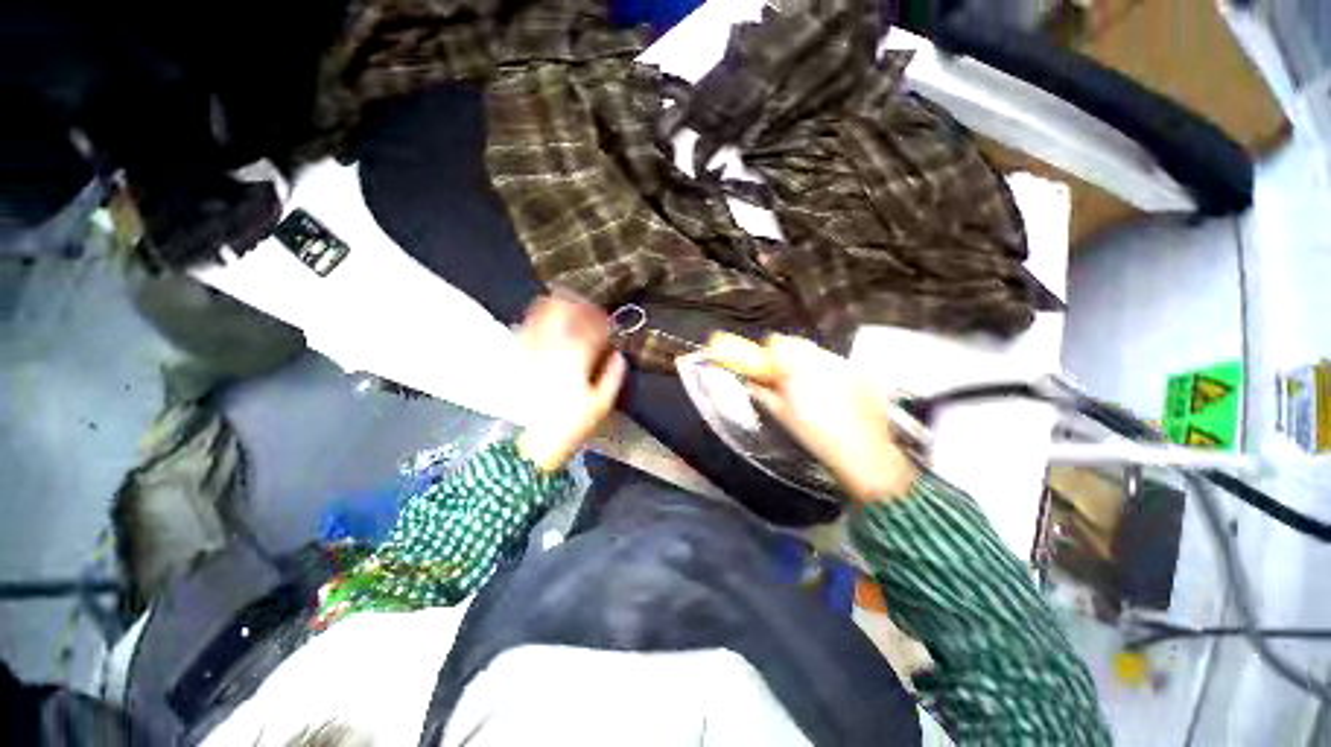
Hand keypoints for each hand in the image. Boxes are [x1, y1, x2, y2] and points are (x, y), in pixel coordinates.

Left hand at [514, 294, 626, 471]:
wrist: (533, 441)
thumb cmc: (572, 424)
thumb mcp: (602, 404)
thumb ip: (613, 376)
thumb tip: (619, 356)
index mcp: (576, 358)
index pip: (591, 329)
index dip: (602, 321)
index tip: (608, 322)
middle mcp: (553, 348)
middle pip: (564, 313)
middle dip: (577, 304)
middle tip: (585, 306)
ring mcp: (532, 351)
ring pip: (542, 316)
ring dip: (555, 306)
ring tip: (565, 304)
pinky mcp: (518, 359)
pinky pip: (524, 329)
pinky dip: (535, 319)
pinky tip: (541, 320)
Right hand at [742, 335, 916, 502]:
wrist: (863, 451)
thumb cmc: (816, 435)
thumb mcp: (780, 414)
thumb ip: (761, 392)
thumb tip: (753, 382)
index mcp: (796, 365)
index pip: (776, 341)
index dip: (769, 353)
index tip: (768, 366)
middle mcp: (822, 358)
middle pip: (798, 344)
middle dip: (790, 359)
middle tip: (787, 381)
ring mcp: (845, 363)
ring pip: (819, 354)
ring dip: (811, 366)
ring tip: (813, 392)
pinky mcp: (862, 372)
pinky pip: (839, 366)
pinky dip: (832, 375)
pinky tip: (835, 398)